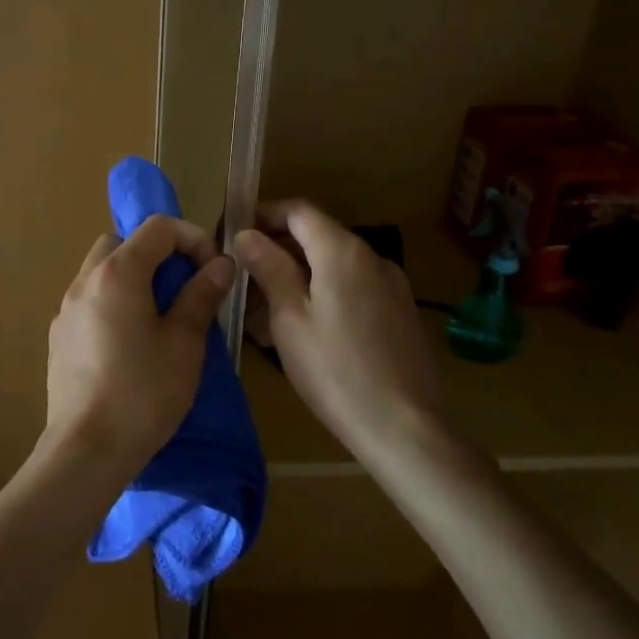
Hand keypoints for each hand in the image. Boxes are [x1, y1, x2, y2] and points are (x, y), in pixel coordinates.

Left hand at [46, 215, 235, 475]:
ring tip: (158, 315)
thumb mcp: (184, 343)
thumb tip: (220, 264)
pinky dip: (113, 301)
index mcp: (117, 273)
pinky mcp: (59, 336)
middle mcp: (84, 281)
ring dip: (132, 277)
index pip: (158, 227)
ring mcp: (65, 309)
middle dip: (157, 254)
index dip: (192, 238)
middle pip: (122, 242)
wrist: (86, 449)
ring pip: (101, 271)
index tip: (212, 270)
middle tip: (182, 288)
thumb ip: (201, 295)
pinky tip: (129, 342)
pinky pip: (89, 300)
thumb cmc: (143, 392)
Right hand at [236, 200, 445, 456]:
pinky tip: (303, 327)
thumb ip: (269, 268)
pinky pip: (352, 287)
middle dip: (278, 248)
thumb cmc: (335, 370)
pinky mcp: (399, 313)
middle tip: (243, 275)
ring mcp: (391, 285)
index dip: (264, 215)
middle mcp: (372, 257)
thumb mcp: (289, 318)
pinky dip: (323, 292)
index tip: (234, 233)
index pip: (298, 210)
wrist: (404, 428)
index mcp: (343, 251)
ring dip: (298, 274)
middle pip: (318, 235)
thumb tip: (247, 234)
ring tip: (265, 308)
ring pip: (334, 265)